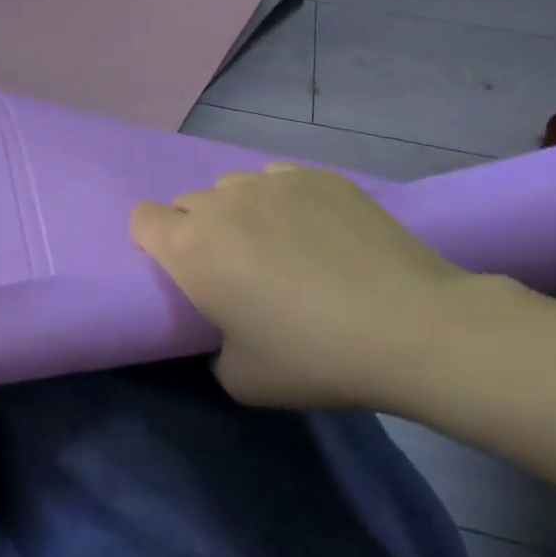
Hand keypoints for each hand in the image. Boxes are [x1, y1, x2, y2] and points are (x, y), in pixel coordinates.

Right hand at [131, 164, 469, 407]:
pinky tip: (319, 233)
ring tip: (281, 248)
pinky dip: (283, 202)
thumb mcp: (240, 380)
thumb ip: (209, 347)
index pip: (142, 218)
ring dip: (239, 214)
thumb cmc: (315, 357)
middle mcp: (221, 203)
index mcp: (190, 247)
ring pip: (233, 188)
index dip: (153, 243)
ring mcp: (271, 182)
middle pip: (188, 203)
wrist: (414, 328)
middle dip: (198, 231)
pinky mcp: (317, 176)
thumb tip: (221, 329)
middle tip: (236, 270)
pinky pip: (278, 180)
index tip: (182, 272)